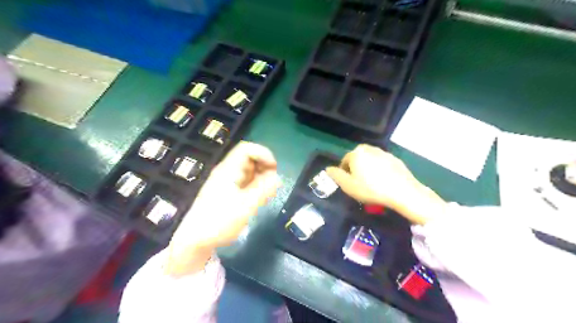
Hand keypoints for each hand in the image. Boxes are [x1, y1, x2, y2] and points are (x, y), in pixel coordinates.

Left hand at [164, 140, 281, 275]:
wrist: (195, 240)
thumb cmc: (219, 222)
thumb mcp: (245, 207)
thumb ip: (263, 190)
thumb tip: (277, 178)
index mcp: (229, 170)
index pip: (247, 149)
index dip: (263, 153)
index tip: (274, 168)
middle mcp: (227, 172)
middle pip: (249, 158)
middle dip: (264, 167)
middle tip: (272, 184)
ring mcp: (227, 182)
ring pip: (249, 171)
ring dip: (261, 178)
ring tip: (266, 194)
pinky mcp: (227, 192)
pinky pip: (245, 182)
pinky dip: (255, 186)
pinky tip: (258, 198)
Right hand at [328, 144, 443, 223]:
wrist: (403, 192)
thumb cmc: (371, 189)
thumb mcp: (348, 186)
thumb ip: (336, 175)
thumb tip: (328, 168)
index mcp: (356, 153)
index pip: (345, 161)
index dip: (345, 173)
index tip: (349, 185)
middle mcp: (369, 149)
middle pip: (358, 159)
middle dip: (356, 169)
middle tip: (360, 184)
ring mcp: (384, 153)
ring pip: (370, 160)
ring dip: (368, 169)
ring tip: (372, 183)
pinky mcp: (395, 159)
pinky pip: (382, 164)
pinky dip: (380, 170)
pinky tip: (384, 182)